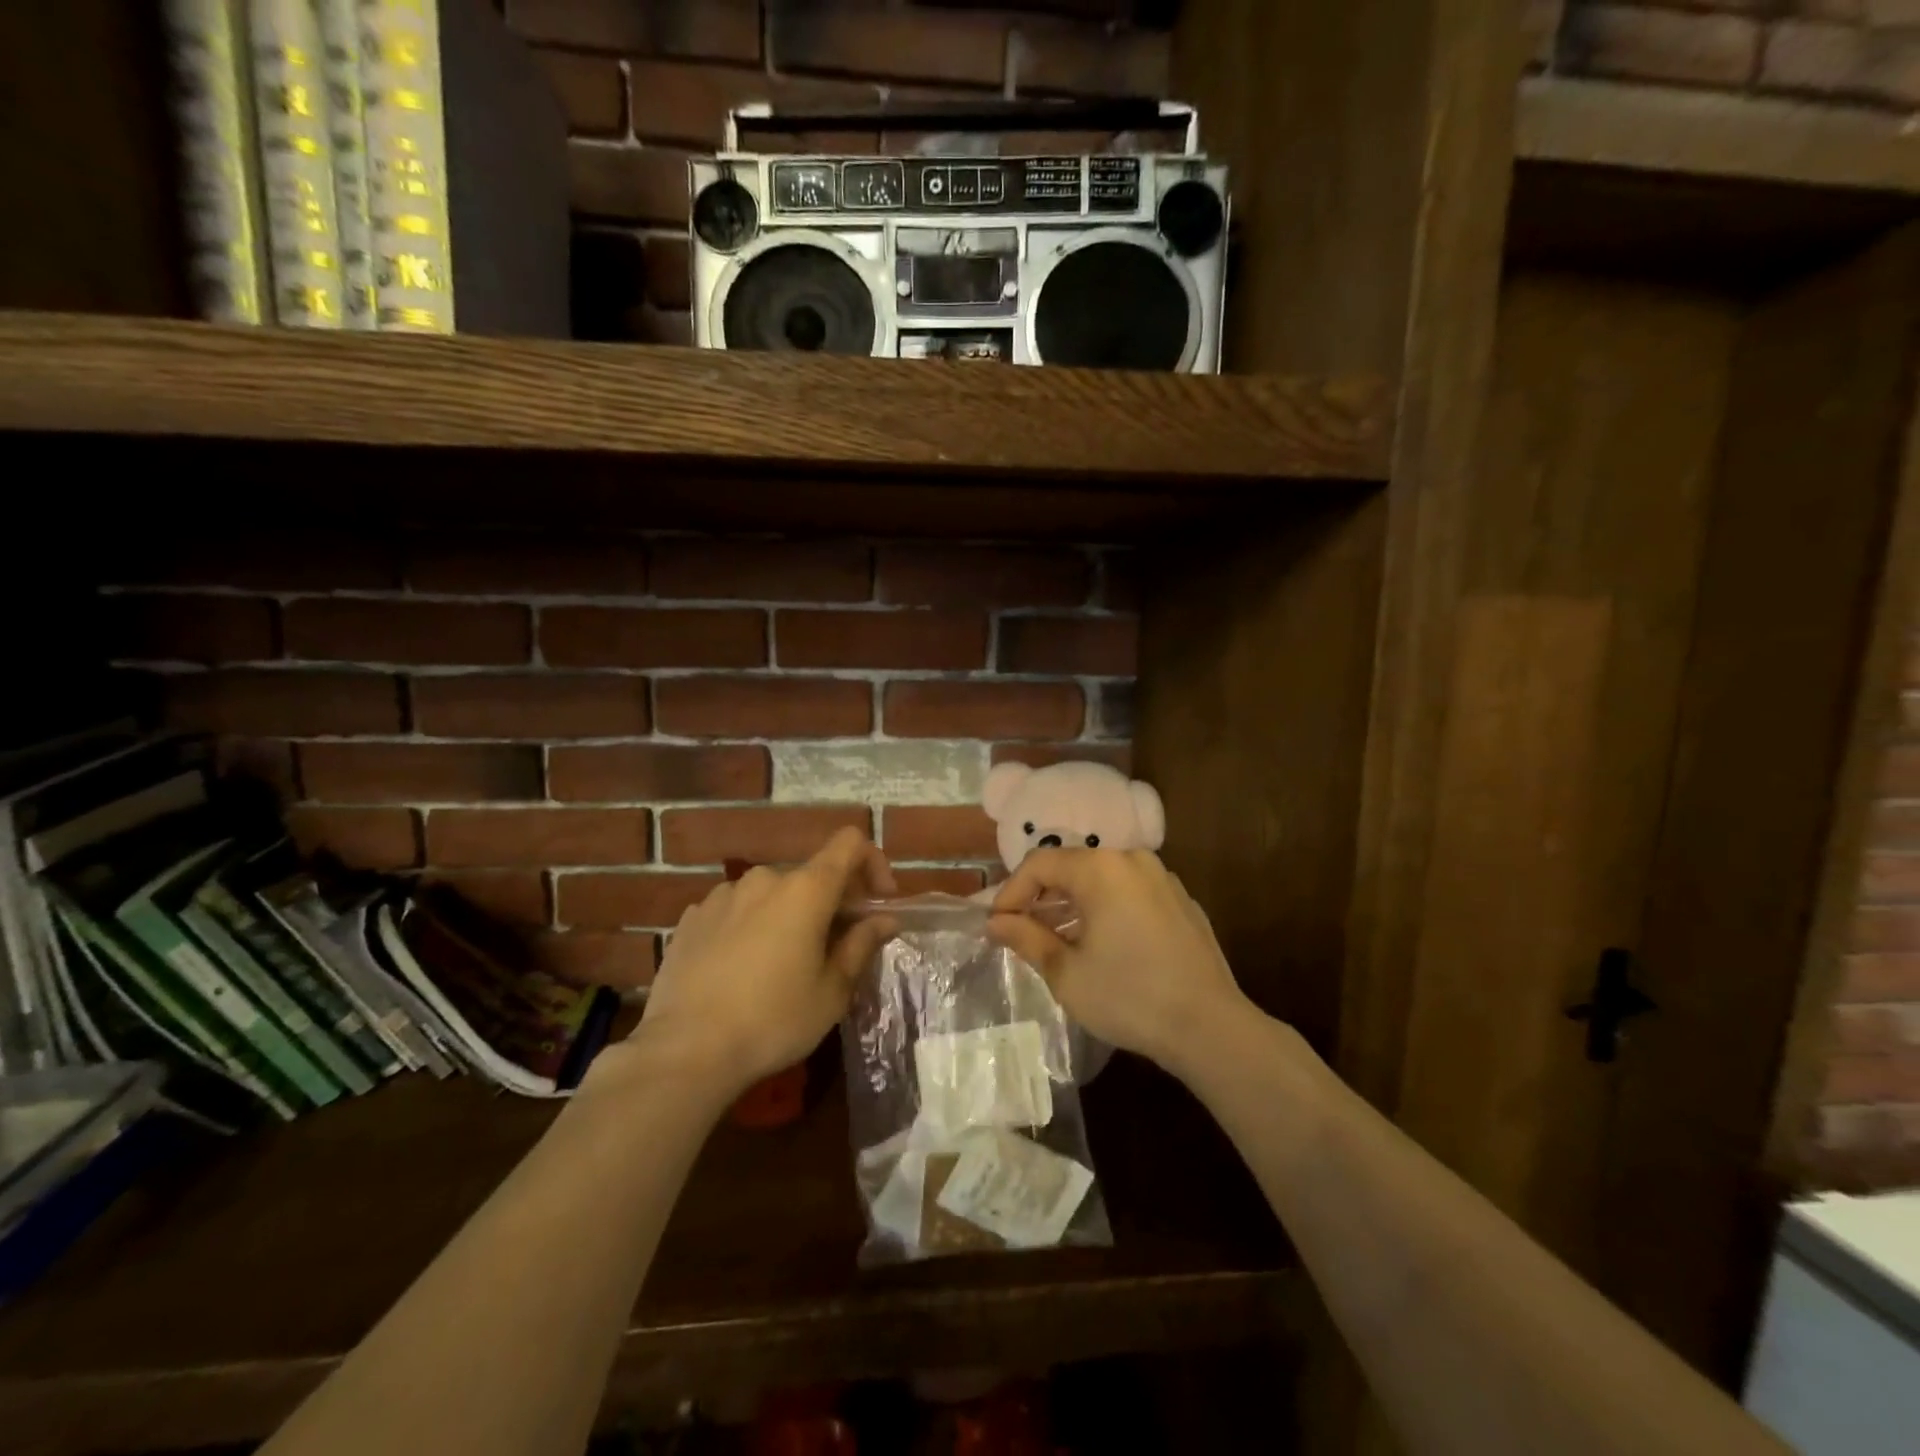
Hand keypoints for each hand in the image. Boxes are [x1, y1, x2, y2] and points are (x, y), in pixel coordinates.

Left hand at [636, 829, 897, 1096]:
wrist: (684, 1051)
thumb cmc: (772, 1020)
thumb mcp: (831, 991)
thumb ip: (861, 945)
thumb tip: (884, 919)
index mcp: (805, 889)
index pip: (850, 843)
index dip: (872, 863)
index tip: (877, 903)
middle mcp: (764, 879)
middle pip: (811, 875)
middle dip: (830, 903)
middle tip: (834, 949)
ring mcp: (722, 895)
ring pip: (771, 894)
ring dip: (787, 915)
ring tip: (781, 964)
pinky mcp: (691, 918)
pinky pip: (736, 910)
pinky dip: (750, 926)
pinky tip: (741, 970)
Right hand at [989, 849, 1250, 1078]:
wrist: (1210, 1027)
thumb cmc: (1129, 997)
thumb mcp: (1066, 972)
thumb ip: (1026, 938)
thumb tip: (995, 922)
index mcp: (1100, 869)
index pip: (1039, 864)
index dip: (1011, 891)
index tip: (996, 925)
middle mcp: (1132, 860)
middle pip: (1072, 867)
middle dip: (1041, 898)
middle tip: (1022, 933)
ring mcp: (1162, 879)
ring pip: (1102, 880)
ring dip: (1073, 905)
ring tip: (1057, 941)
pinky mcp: (1181, 901)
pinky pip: (1130, 893)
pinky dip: (1106, 909)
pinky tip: (1102, 946)